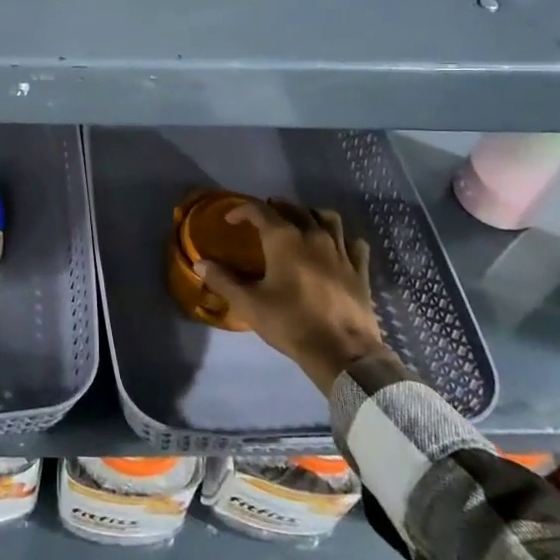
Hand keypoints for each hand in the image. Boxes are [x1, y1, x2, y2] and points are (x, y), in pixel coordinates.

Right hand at [196, 199, 392, 394]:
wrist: (342, 352)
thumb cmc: (291, 323)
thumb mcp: (249, 304)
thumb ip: (223, 281)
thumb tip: (200, 264)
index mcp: (284, 240)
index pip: (260, 211)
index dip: (242, 210)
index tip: (230, 220)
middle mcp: (314, 236)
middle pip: (295, 209)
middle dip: (277, 207)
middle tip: (264, 216)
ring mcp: (341, 251)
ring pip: (328, 219)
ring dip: (311, 215)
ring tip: (301, 222)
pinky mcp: (359, 270)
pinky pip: (354, 243)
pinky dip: (343, 239)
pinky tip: (337, 247)